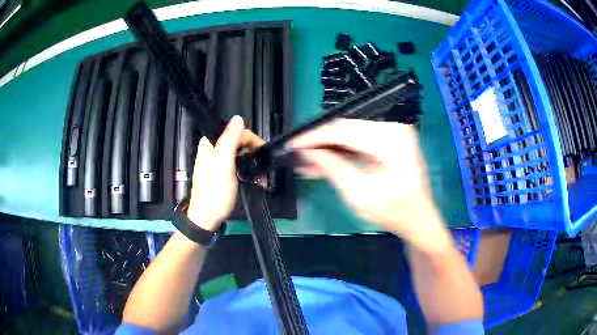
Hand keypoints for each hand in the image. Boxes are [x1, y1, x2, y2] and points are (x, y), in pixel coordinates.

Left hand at [186, 116, 263, 231]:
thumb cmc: (214, 194)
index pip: (234, 130)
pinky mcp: (221, 173)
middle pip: (237, 141)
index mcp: (209, 144)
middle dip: (252, 152)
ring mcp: (216, 162)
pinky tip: (254, 180)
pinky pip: (237, 165)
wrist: (206, 220)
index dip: (250, 139)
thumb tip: (238, 119)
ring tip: (260, 177)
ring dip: (251, 162)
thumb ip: (229, 141)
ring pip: (239, 153)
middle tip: (261, 167)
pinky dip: (247, 170)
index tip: (261, 152)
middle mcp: (212, 150)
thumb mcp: (223, 166)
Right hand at [291, 119, 448, 247]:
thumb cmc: (393, 211)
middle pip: (346, 128)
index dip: (315, 137)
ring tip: (306, 160)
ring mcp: (392, 133)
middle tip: (297, 153)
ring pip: (350, 134)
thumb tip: (309, 152)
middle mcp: (392, 128)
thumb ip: (332, 167)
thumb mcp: (358, 193)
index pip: (343, 130)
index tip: (293, 144)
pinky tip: (323, 161)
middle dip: (319, 142)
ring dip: (328, 147)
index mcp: (390, 138)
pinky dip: (341, 151)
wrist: (418, 219)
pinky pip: (359, 142)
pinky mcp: (389, 141)